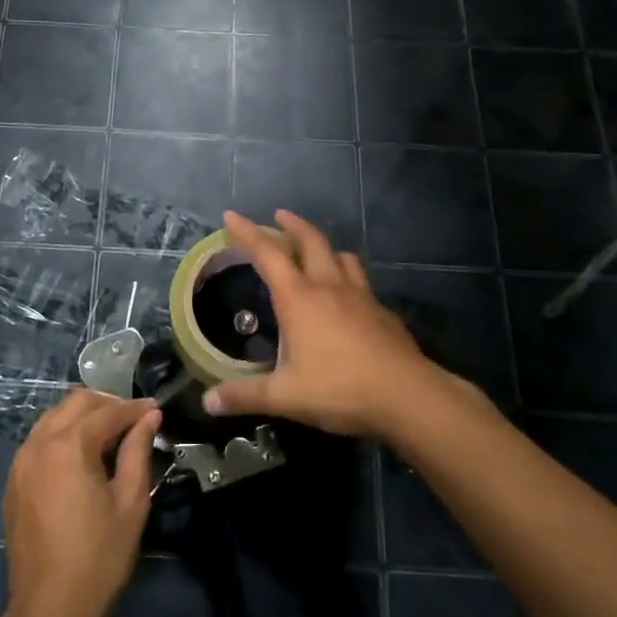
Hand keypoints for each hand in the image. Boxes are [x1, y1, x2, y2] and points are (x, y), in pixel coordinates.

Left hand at [1, 390, 161, 616]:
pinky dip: (63, 435)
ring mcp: (20, 461)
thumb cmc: (98, 556)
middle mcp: (39, 442)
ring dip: (83, 417)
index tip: (156, 410)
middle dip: (107, 404)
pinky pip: (40, 440)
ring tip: (111, 435)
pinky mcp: (13, 481)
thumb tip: (149, 417)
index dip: (135, 409)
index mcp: (69, 445)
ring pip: (54, 417)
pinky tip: (82, 457)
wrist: (49, 609)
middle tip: (134, 420)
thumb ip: (138, 450)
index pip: (107, 412)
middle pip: (76, 402)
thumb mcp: (130, 502)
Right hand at [203, 210, 467, 439]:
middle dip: (291, 225)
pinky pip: (360, 281)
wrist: (408, 396)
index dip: (247, 233)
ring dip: (324, 246)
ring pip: (341, 256)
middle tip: (279, 215)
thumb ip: (245, 396)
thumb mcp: (286, 397)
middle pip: (310, 242)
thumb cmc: (340, 390)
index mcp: (299, 299)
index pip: (267, 254)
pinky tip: (346, 295)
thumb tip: (208, 401)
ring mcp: (360, 296)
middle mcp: (329, 287)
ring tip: (315, 249)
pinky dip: (346, 275)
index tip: (231, 215)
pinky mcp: (382, 311)